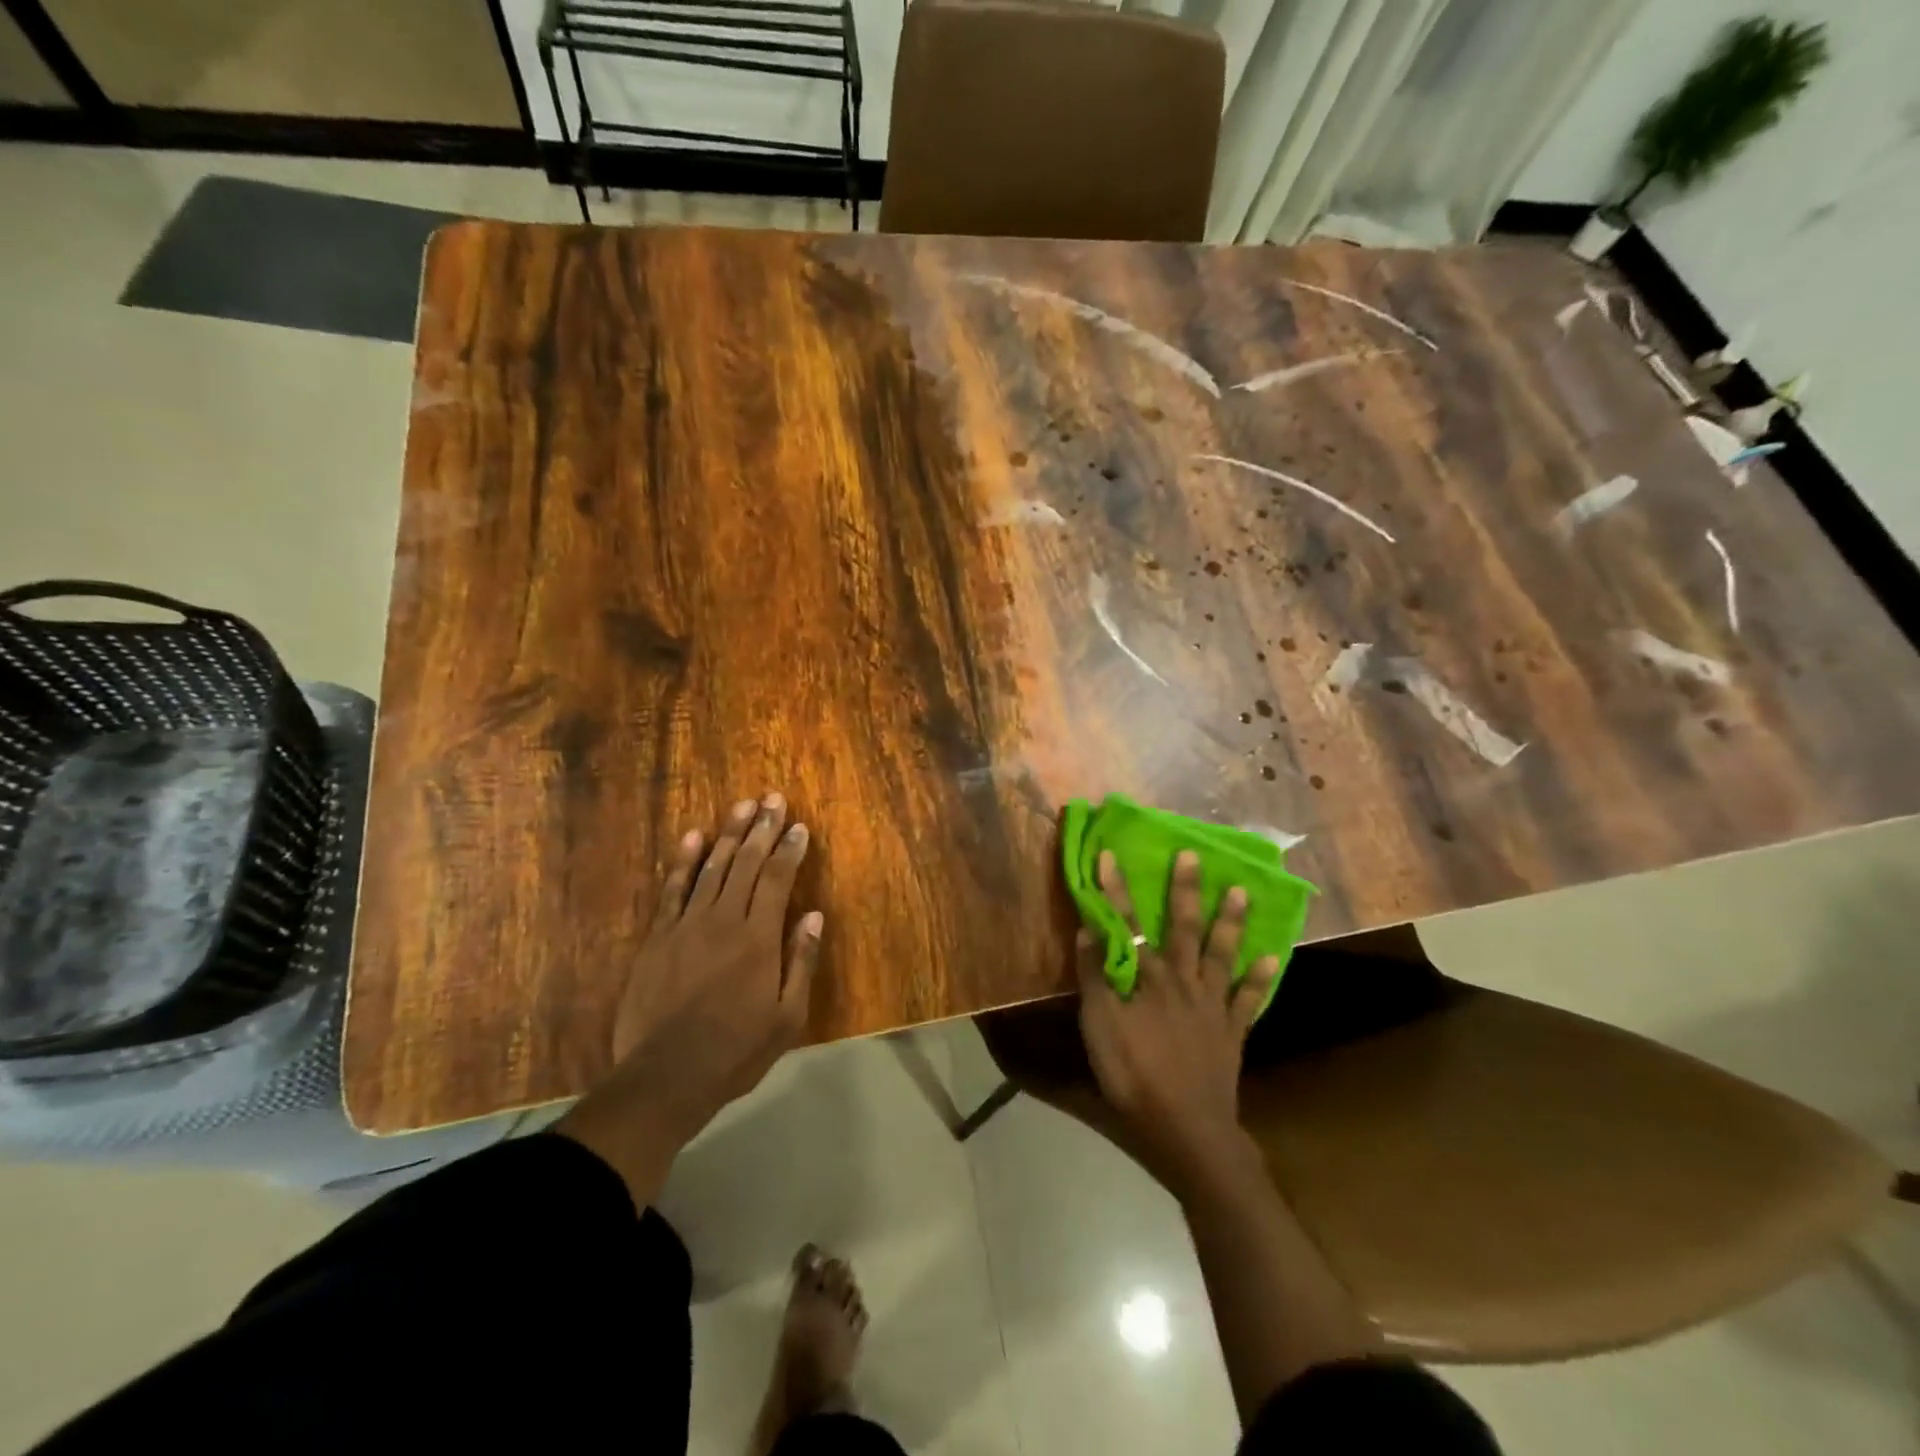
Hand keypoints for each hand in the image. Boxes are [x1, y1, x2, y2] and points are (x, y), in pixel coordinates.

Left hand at [605, 792, 821, 1144]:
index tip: (799, 826)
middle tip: (772, 798)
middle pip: (747, 862)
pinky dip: (684, 860)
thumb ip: (801, 961)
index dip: (789, 849)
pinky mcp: (659, 936)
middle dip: (762, 828)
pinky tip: (694, 836)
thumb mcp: (788, 1016)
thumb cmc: (737, 1050)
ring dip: (730, 834)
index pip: (778, 878)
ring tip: (743, 806)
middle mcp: (724, 919)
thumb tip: (814, 915)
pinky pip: (673, 888)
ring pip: (713, 867)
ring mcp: (687, 924)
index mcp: (759, 937)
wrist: (666, 1076)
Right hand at [1075, 849, 1277, 1190]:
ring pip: (1222, 953)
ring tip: (1240, 891)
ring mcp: (1212, 1005)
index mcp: (1148, 977)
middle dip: (1185, 890)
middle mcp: (1183, 980)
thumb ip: (1094, 977)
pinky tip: (1273, 957)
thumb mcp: (1098, 1026)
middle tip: (1193, 856)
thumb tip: (1089, 929)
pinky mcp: (1232, 1031)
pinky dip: (1262, 978)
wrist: (1186, 1126)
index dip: (1116, 889)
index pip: (1128, 923)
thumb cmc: (1133, 1074)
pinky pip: (1250, 999)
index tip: (1111, 854)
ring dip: (1230, 921)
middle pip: (1184, 927)